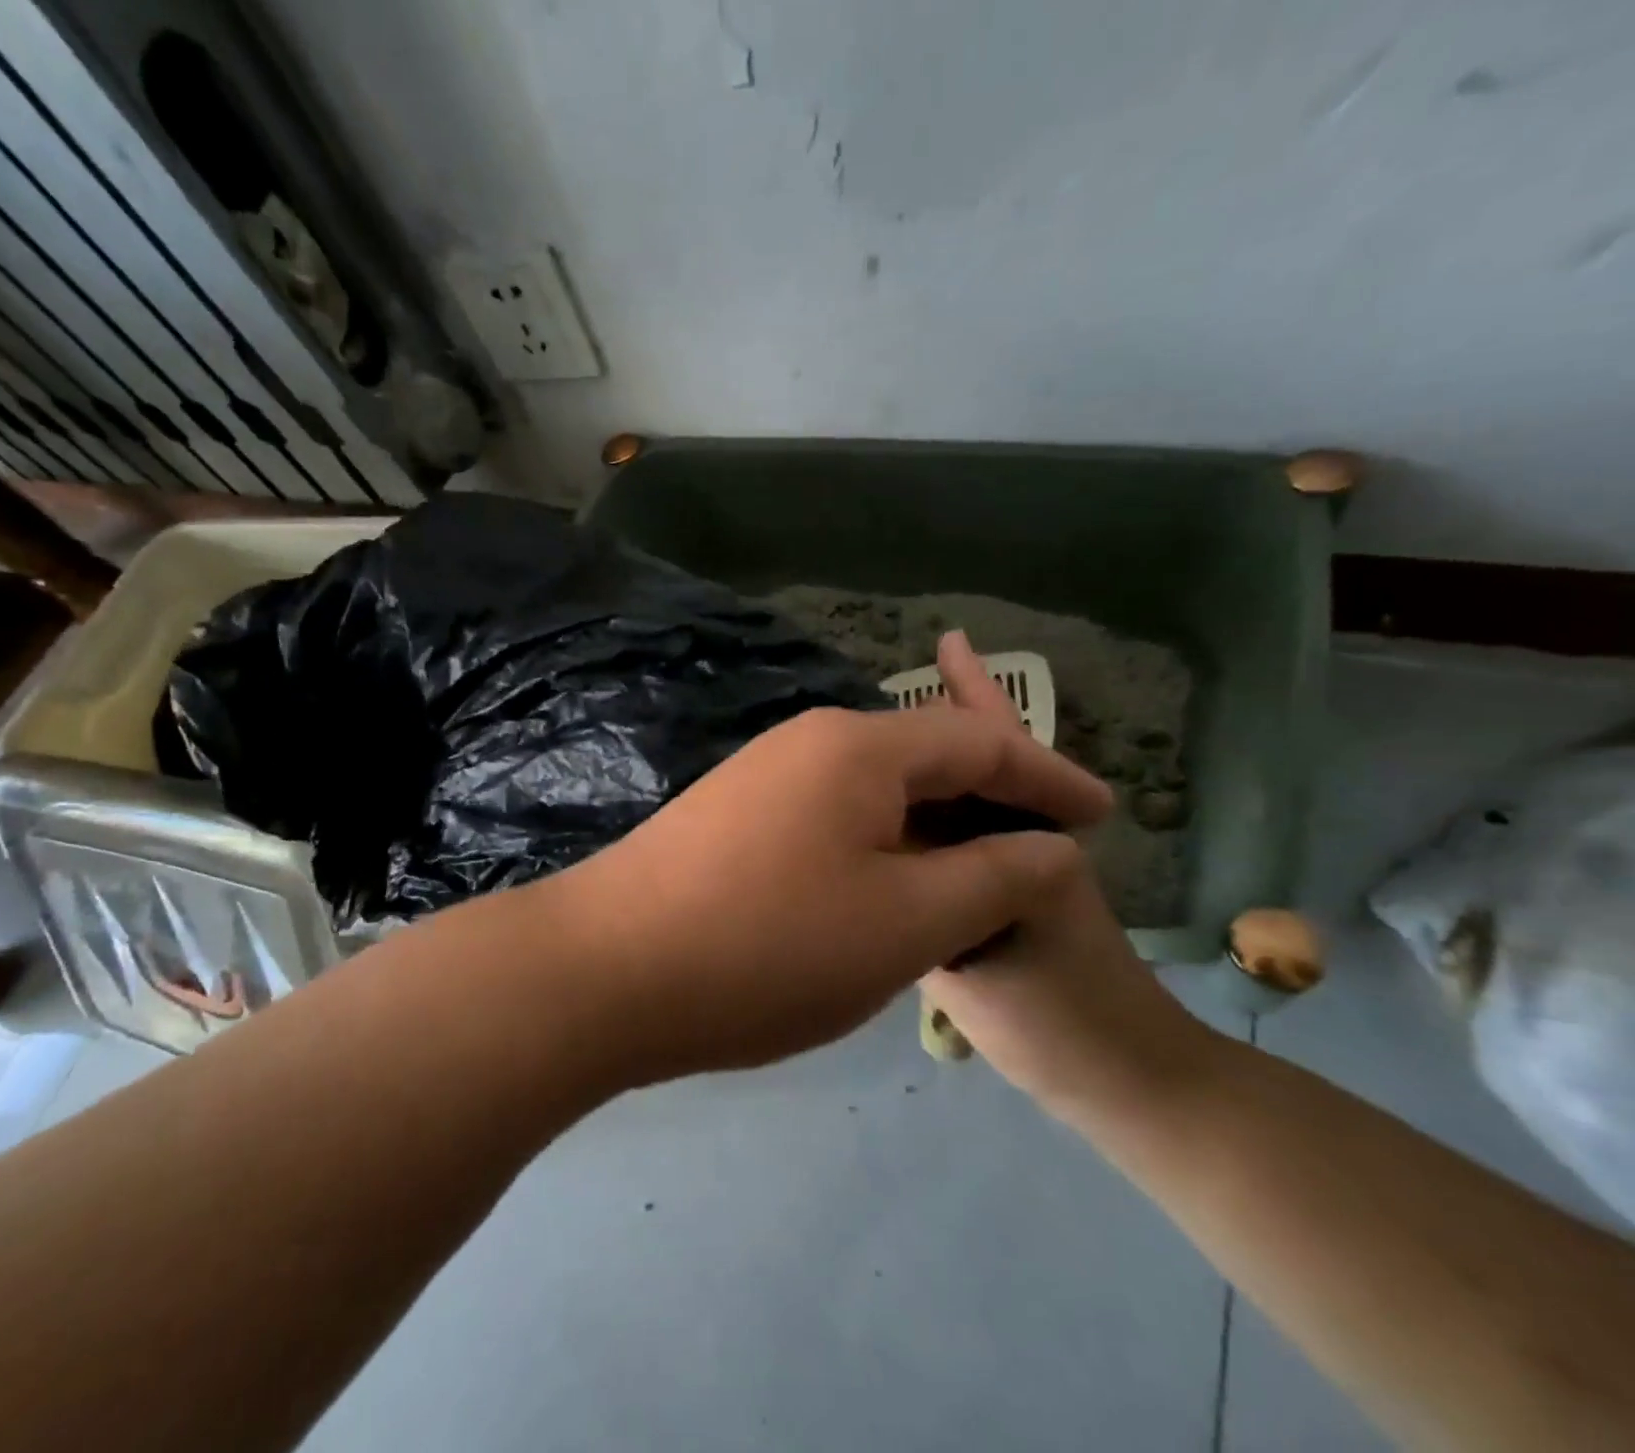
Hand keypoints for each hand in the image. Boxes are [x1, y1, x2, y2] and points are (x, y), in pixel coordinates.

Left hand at [532, 631, 1113, 1085]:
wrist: (605, 969)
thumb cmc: (766, 945)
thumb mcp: (905, 921)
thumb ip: (993, 877)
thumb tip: (1051, 848)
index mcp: (857, 746)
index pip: (979, 742)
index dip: (1050, 778)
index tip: (1106, 818)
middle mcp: (806, 742)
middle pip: (924, 758)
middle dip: (992, 801)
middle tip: (1048, 850)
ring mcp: (761, 777)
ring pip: (875, 793)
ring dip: (933, 827)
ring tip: (983, 875)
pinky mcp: (731, 818)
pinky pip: (832, 818)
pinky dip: (881, 846)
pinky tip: (891, 886)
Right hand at [917, 636, 1215, 1113]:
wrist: (1117, 1078)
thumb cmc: (1057, 1010)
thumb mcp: (980, 952)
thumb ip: (924, 894)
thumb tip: (870, 845)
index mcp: (1019, 836)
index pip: (989, 751)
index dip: (967, 697)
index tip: (947, 646)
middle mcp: (1010, 843)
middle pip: (970, 768)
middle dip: (941, 719)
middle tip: (906, 675)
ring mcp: (1000, 875)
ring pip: (952, 809)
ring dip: (919, 770)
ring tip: (874, 741)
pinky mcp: (982, 908)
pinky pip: (937, 850)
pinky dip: (911, 826)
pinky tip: (878, 827)